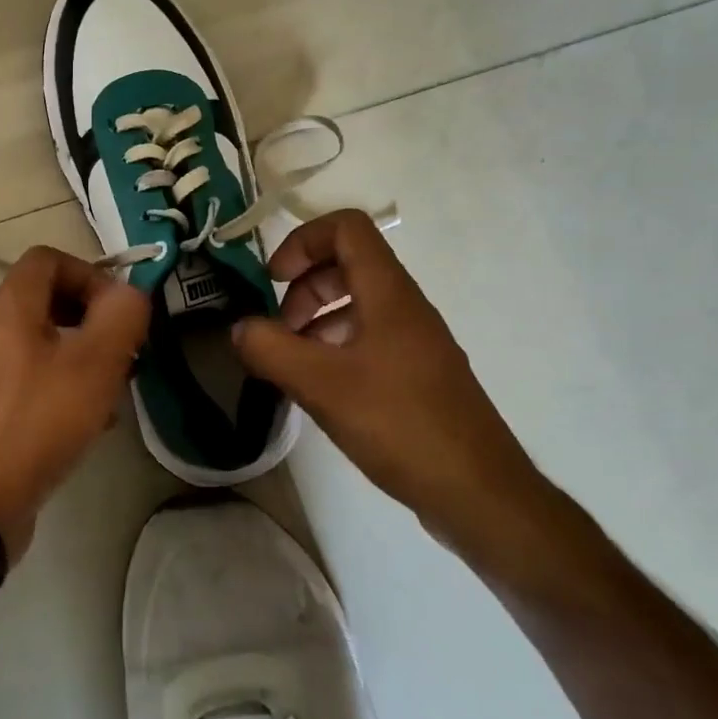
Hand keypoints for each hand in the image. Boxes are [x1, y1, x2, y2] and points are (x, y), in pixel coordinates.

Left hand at [0, 246, 149, 563]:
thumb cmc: (36, 421)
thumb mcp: (95, 362)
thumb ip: (122, 315)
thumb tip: (130, 294)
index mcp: (11, 306)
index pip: (49, 258)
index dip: (90, 274)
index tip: (119, 313)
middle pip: (49, 302)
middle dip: (95, 322)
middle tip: (124, 353)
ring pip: (46, 346)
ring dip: (85, 360)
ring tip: (114, 393)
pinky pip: (35, 384)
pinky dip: (66, 391)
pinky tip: (90, 427)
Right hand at [232, 210, 553, 560]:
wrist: (478, 491)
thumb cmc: (400, 424)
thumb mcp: (321, 385)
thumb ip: (270, 349)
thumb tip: (239, 327)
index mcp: (388, 293)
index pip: (346, 227)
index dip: (302, 240)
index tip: (273, 280)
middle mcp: (406, 306)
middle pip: (348, 264)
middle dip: (303, 286)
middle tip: (278, 329)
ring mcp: (416, 341)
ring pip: (358, 304)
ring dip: (317, 319)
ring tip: (291, 361)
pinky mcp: (418, 374)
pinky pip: (370, 338)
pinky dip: (336, 347)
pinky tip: (320, 388)